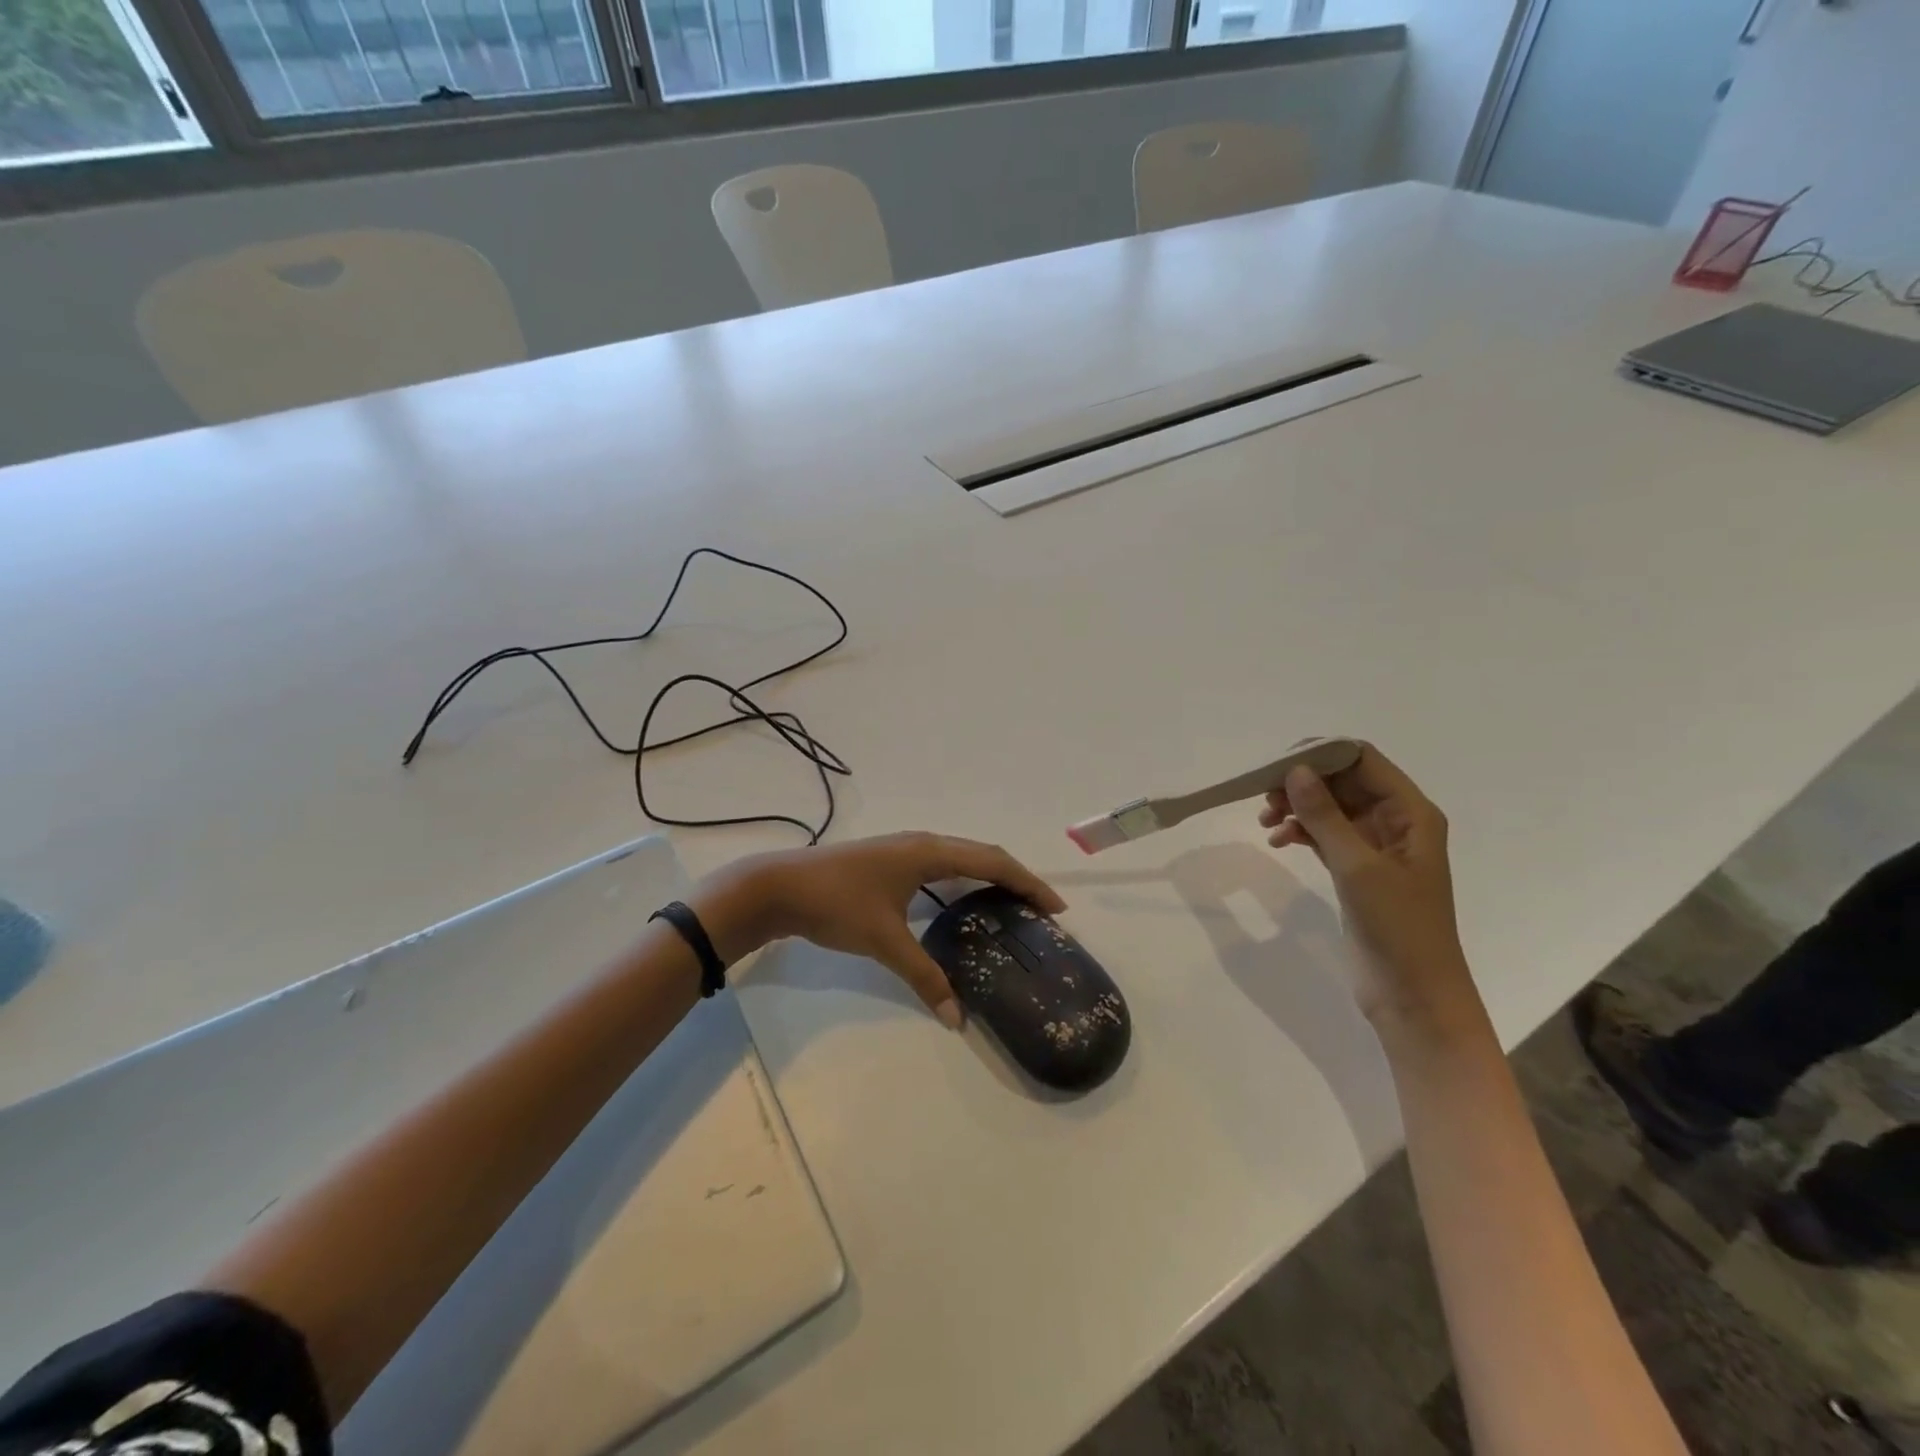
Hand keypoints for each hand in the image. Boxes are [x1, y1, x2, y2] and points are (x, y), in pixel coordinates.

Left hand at [697, 833, 1065, 1028]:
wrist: (779, 886)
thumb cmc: (837, 904)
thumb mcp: (884, 942)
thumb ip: (924, 977)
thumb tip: (957, 1018)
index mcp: (929, 852)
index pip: (992, 861)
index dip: (1027, 882)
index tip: (1055, 907)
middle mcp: (923, 843)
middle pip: (982, 855)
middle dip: (1015, 879)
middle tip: (1040, 911)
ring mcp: (904, 849)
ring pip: (960, 858)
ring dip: (989, 878)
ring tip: (1010, 907)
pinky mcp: (890, 860)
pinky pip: (942, 865)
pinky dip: (963, 881)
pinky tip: (961, 905)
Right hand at [1257, 744, 1475, 1027]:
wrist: (1414, 995)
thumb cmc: (1398, 927)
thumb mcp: (1358, 867)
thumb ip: (1325, 816)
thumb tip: (1296, 771)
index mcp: (1411, 813)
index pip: (1363, 760)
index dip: (1322, 755)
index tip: (1278, 766)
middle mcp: (1395, 822)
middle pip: (1343, 781)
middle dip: (1303, 783)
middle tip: (1264, 797)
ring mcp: (1374, 847)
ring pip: (1330, 808)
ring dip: (1297, 807)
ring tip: (1266, 821)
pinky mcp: (1356, 870)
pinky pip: (1324, 835)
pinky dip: (1300, 832)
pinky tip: (1277, 841)